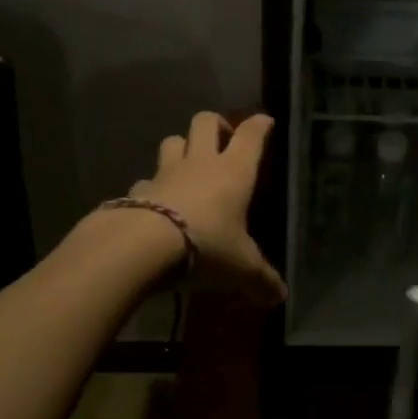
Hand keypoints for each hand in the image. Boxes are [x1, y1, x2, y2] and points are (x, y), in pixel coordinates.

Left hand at [127, 111, 285, 301]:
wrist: (142, 246)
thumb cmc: (206, 245)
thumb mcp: (241, 268)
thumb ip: (261, 279)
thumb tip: (280, 297)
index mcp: (233, 171)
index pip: (251, 135)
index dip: (259, 125)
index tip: (265, 121)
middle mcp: (200, 163)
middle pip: (205, 122)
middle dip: (216, 124)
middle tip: (223, 140)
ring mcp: (165, 173)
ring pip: (172, 141)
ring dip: (181, 147)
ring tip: (188, 164)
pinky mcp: (137, 190)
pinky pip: (146, 180)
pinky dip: (152, 186)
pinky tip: (155, 202)